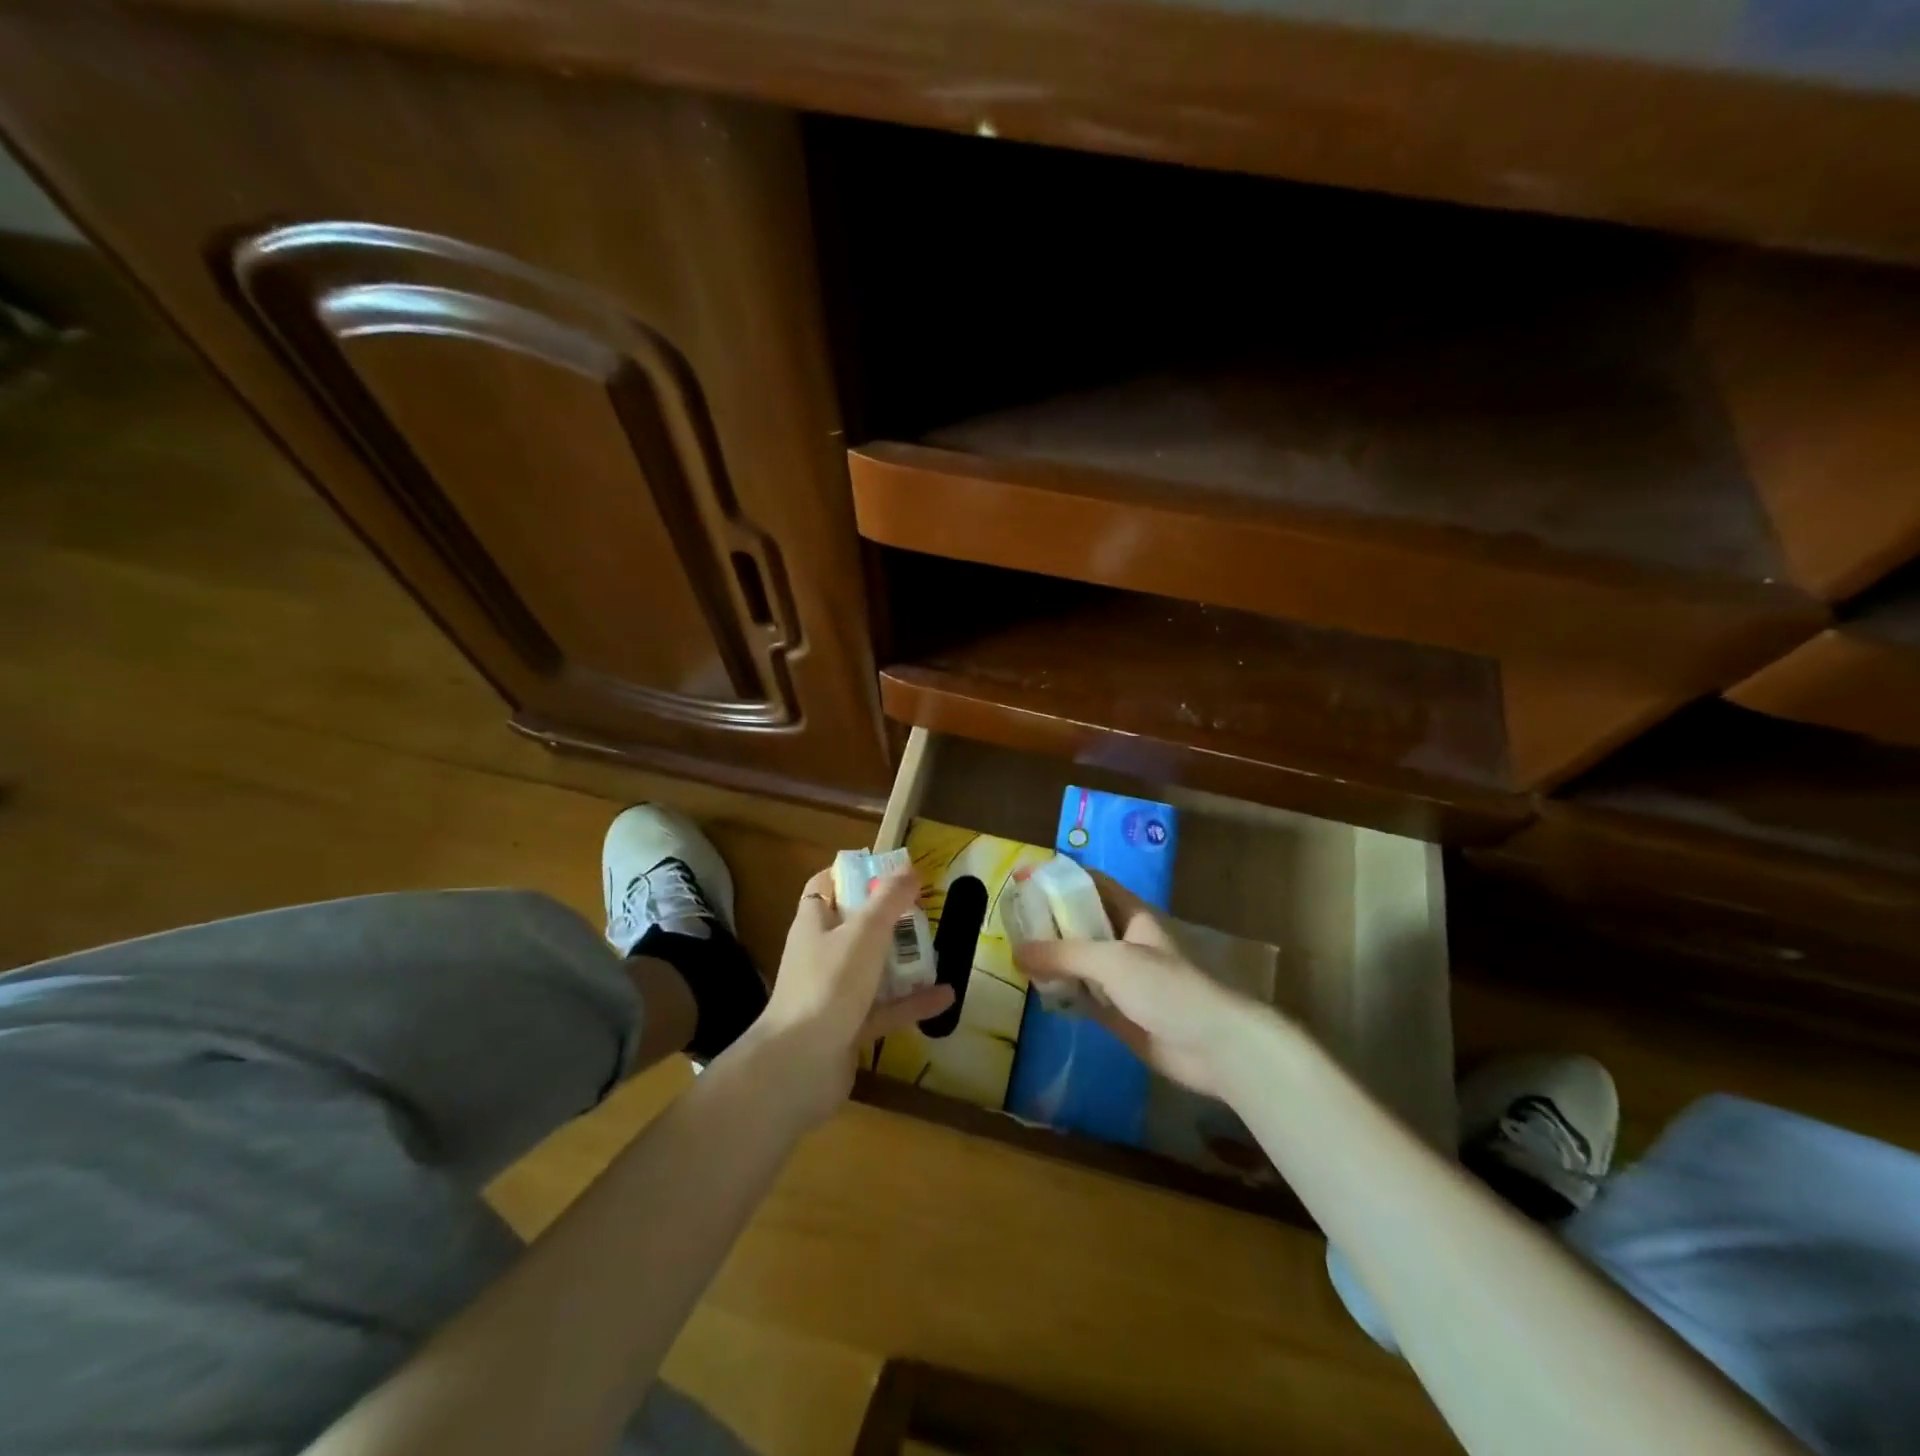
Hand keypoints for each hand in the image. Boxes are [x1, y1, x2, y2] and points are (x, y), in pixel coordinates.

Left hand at [743, 867, 953, 1126]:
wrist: (799, 1067)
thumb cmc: (828, 985)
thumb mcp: (863, 933)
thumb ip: (888, 900)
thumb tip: (909, 868)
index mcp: (814, 924)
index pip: (825, 886)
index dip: (853, 874)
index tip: (888, 870)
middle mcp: (821, 955)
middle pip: (854, 927)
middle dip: (888, 918)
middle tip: (923, 910)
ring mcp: (834, 994)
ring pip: (872, 969)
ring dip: (903, 961)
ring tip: (938, 950)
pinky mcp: (849, 1028)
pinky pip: (885, 1009)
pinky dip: (912, 1002)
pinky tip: (945, 997)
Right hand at [1014, 874, 1276, 1101]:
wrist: (1214, 1046)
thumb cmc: (1167, 988)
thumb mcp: (1112, 961)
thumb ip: (1063, 955)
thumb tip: (1016, 952)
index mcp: (1132, 915)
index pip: (1091, 884)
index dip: (1060, 878)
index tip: (1024, 879)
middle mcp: (1124, 941)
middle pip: (1081, 922)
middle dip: (1048, 920)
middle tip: (1009, 922)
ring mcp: (1121, 978)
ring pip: (1079, 960)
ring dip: (1052, 958)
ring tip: (1012, 954)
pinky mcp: (1118, 1011)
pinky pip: (1082, 995)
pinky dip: (1061, 992)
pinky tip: (1035, 991)